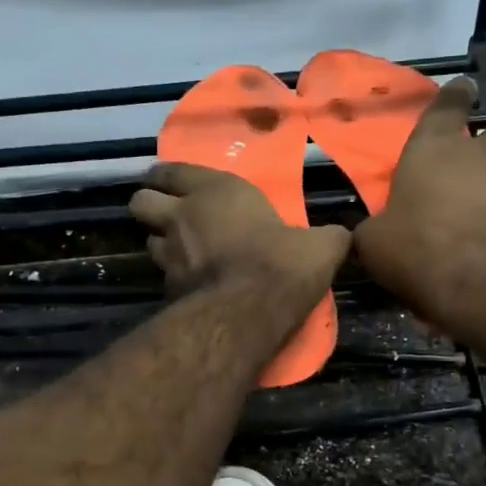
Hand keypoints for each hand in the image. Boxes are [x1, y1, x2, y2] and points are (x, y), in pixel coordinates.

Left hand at [130, 163, 349, 303]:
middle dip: (149, 204)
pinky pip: (163, 276)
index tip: (168, 182)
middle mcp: (182, 216)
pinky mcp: (167, 289)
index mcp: (215, 191)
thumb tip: (344, 235)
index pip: (171, 171)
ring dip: (161, 243)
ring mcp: (170, 255)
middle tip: (167, 214)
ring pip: (149, 240)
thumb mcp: (320, 246)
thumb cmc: (281, 264)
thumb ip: (328, 236)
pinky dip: (173, 277)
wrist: (248, 313)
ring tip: (180, 251)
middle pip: (141, 202)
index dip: (166, 176)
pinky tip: (191, 285)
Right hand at [354, 76, 485, 331]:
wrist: (475, 285)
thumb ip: (374, 225)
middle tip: (478, 162)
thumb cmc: (414, 250)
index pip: (449, 105)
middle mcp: (480, 156)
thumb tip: (368, 229)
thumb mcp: (373, 240)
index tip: (465, 88)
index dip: (457, 95)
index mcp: (433, 149)